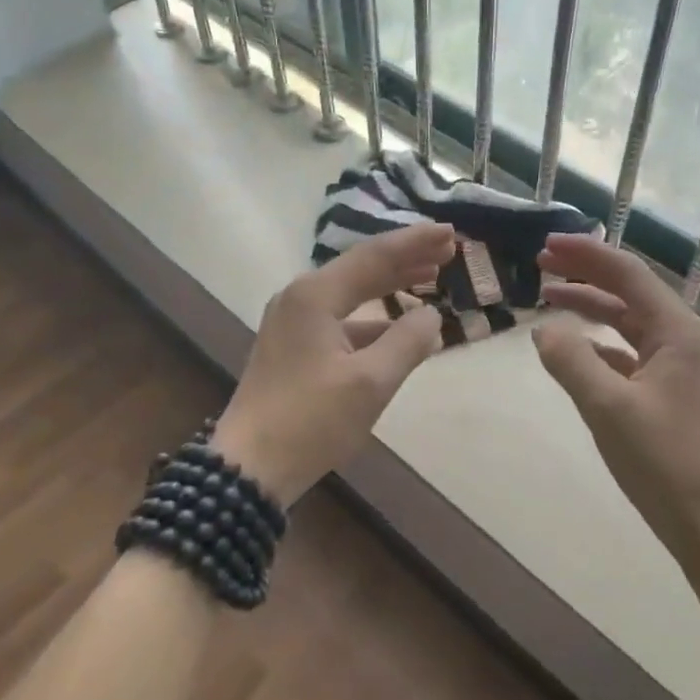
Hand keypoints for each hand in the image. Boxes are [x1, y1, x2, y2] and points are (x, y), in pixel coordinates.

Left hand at [211, 222, 454, 502]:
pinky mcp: (293, 346)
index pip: (375, 256)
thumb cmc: (311, 421)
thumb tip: (431, 316)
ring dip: (391, 285)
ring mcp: (293, 322)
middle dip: (406, 258)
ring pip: (352, 293)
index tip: (450, 231)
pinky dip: (374, 318)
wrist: (249, 468)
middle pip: (362, 268)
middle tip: (448, 249)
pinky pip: (342, 318)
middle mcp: (301, 298)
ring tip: (430, 277)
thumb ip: (408, 342)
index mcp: (315, 295)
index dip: (416, 242)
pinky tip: (398, 328)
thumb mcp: (371, 382)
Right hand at [533, 235, 699, 572]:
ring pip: (628, 321)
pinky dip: (599, 343)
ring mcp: (677, 366)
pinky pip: (629, 352)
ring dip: (591, 306)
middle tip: (541, 263)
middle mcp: (681, 339)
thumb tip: (544, 329)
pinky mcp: (669, 392)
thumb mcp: (608, 408)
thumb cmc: (664, 463)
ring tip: (549, 297)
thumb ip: (571, 361)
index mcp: (676, 331)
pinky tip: (574, 349)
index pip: (627, 274)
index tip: (546, 244)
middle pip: (629, 291)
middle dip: (586, 273)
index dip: (585, 254)